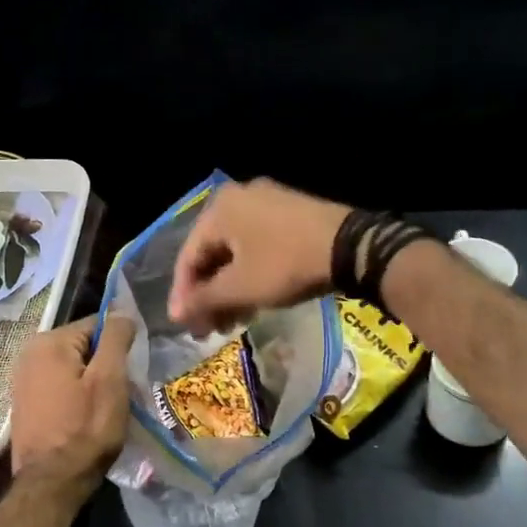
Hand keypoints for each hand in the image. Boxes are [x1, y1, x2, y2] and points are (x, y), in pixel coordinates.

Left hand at [9, 315, 136, 491]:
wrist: (51, 483)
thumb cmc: (85, 429)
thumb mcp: (110, 380)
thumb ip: (116, 338)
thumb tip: (121, 312)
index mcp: (49, 342)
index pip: (98, 325)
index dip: (120, 346)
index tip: (132, 372)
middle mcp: (29, 353)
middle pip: (84, 347)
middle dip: (106, 365)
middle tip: (122, 394)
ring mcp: (24, 379)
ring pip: (74, 368)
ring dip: (93, 383)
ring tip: (107, 409)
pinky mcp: (26, 403)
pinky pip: (61, 387)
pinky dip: (77, 396)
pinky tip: (86, 418)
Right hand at [168, 178, 350, 332]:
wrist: (351, 246)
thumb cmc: (285, 264)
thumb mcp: (240, 287)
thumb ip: (203, 300)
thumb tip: (175, 314)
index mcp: (219, 209)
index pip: (188, 257)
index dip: (183, 295)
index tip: (184, 325)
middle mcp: (238, 198)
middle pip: (211, 254)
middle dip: (208, 295)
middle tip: (209, 329)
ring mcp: (266, 202)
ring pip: (235, 252)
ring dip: (229, 289)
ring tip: (231, 322)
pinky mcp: (289, 213)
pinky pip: (256, 245)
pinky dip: (249, 274)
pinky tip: (253, 301)